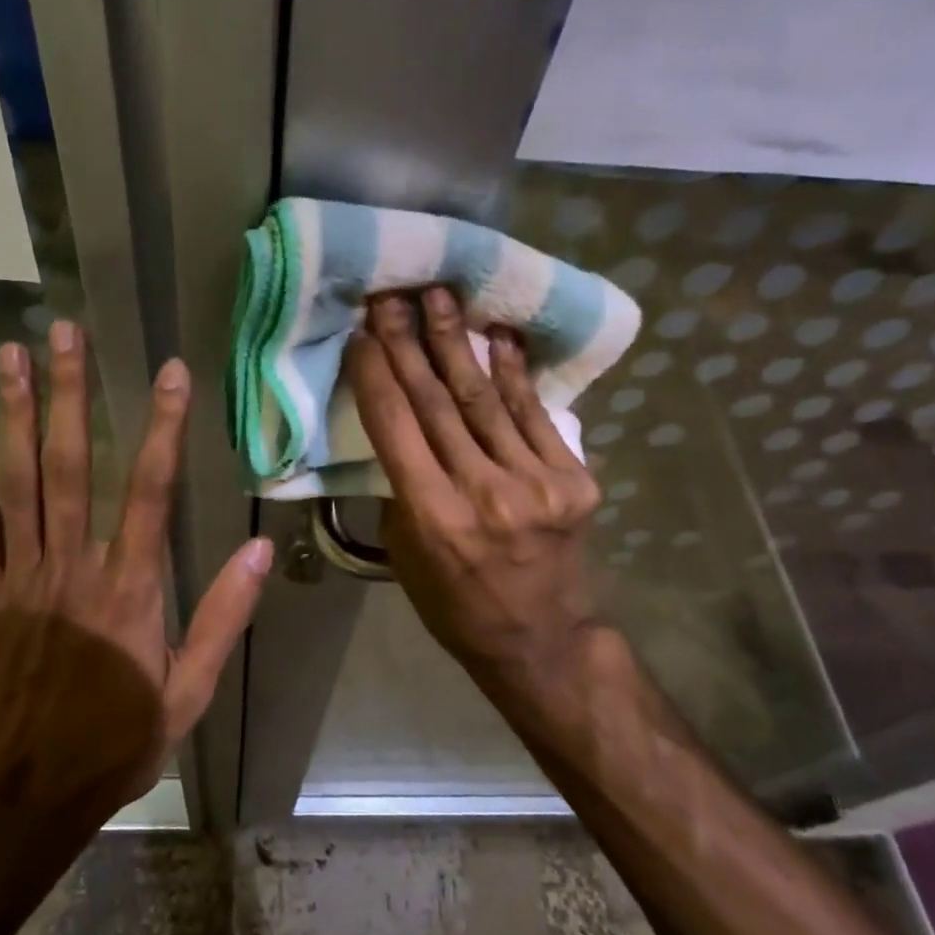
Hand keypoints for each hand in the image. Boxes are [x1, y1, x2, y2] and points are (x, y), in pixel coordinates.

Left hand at [0, 321, 271, 829]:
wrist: (26, 792)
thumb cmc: (116, 740)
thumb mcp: (190, 691)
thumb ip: (223, 618)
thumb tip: (261, 553)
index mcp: (129, 588)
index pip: (149, 490)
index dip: (161, 426)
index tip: (169, 372)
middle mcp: (72, 566)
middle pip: (69, 464)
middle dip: (67, 393)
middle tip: (62, 332)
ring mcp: (20, 575)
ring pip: (16, 480)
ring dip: (13, 413)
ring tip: (10, 354)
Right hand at [347, 289, 642, 753]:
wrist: (541, 638)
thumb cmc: (455, 603)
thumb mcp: (405, 555)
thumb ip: (401, 489)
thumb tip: (400, 429)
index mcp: (433, 516)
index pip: (396, 426)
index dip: (375, 373)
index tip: (360, 332)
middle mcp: (484, 492)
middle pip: (438, 402)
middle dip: (408, 343)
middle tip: (391, 296)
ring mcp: (536, 483)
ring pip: (485, 398)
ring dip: (457, 343)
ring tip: (439, 296)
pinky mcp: (574, 479)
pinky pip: (534, 414)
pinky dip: (514, 372)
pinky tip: (498, 335)